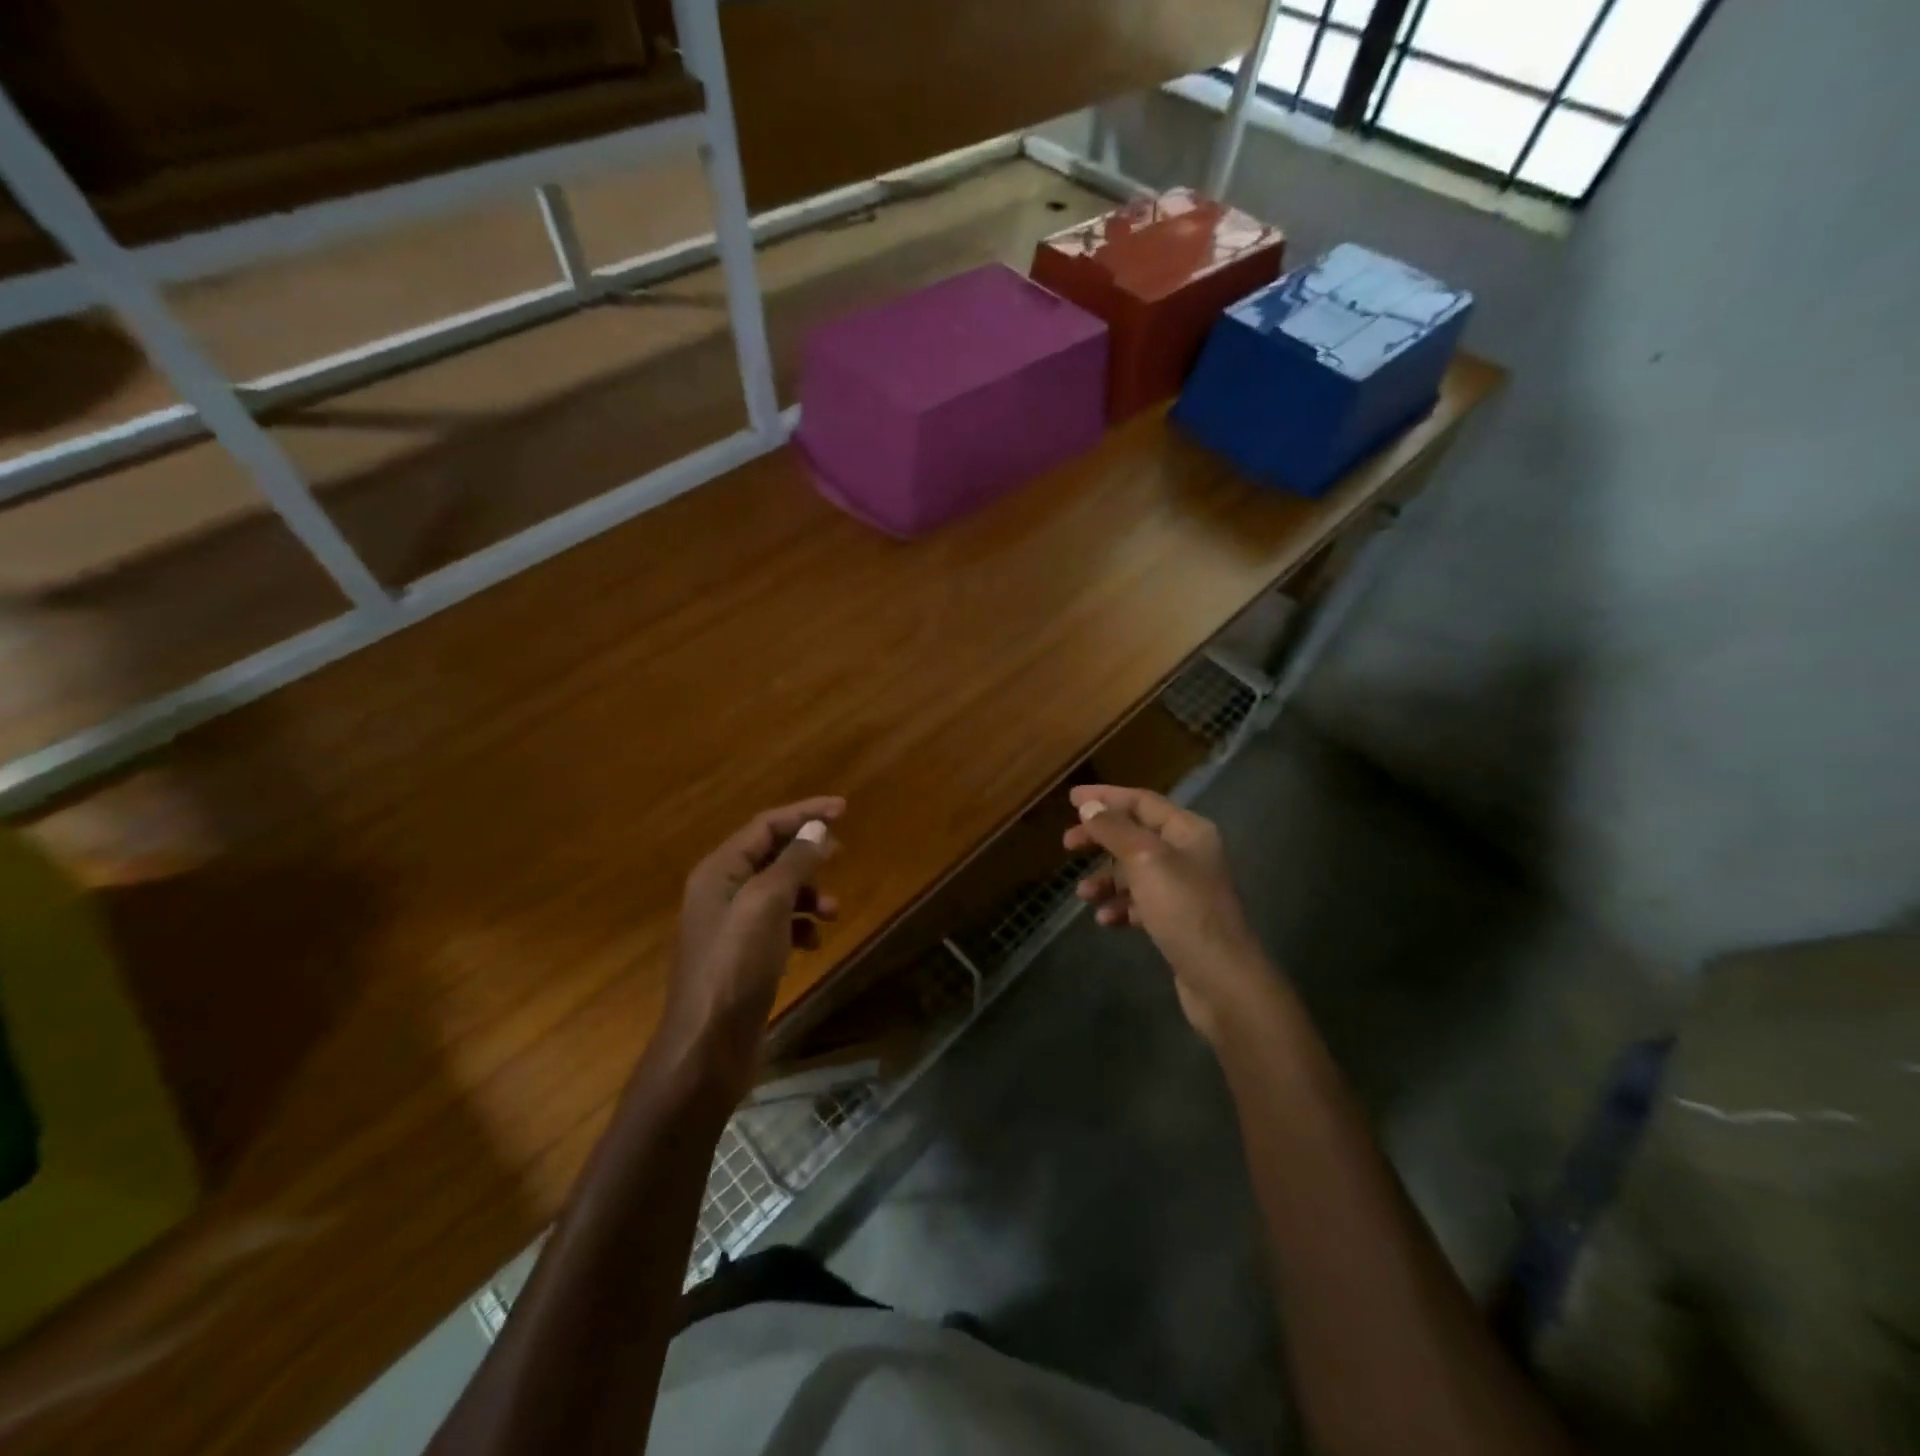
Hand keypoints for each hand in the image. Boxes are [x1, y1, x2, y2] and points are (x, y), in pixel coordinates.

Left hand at [666, 796, 843, 1085]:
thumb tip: (816, 829)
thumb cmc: (736, 965)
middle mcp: (721, 891)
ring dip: (809, 893)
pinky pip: (778, 924)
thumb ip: (793, 861)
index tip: (844, 809)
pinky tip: (814, 942)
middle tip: (841, 852)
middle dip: (808, 852)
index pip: (765, 825)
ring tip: (833, 909)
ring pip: (779, 891)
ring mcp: (731, 926)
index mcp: (719, 871)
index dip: (804, 813)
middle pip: (771, 854)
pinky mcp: (744, 956)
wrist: (708, 1046)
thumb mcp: (768, 904)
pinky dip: (800, 925)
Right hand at [1063, 784, 1268, 1040]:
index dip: (1106, 796)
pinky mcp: (1178, 920)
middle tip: (1067, 844)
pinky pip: (1141, 903)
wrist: (1221, 978)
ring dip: (1106, 878)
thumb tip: (1089, 806)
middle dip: (1100, 839)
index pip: (1142, 801)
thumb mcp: (1144, 860)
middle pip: (1135, 835)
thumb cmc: (1183, 909)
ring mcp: (1184, 889)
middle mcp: (1189, 854)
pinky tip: (1106, 919)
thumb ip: (1115, 829)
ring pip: (1134, 871)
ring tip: (1083, 894)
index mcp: (1188, 831)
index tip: (1071, 799)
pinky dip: (1121, 906)